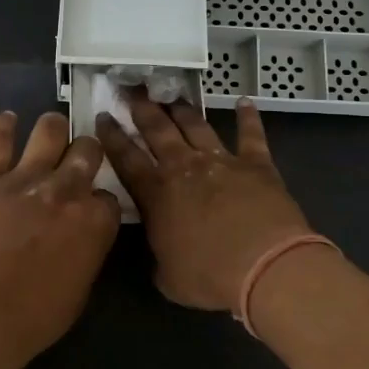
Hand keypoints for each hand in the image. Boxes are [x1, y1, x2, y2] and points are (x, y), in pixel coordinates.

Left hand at [0, 111, 120, 368]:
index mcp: (94, 220)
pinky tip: (7, 121)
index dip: (100, 203)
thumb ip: (88, 249)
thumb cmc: (33, 318)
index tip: (92, 211)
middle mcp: (65, 190)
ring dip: (54, 130)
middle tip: (77, 162)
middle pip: (87, 150)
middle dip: (86, 154)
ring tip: (50, 133)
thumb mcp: (80, 289)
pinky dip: (3, 126)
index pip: (109, 196)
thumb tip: (85, 234)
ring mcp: (24, 179)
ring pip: (49, 130)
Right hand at [96, 92, 313, 312]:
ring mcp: (221, 161)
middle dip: (142, 108)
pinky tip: (245, 102)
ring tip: (172, 96)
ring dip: (183, 109)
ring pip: (196, 125)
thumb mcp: (169, 277)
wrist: (265, 265)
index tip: (103, 115)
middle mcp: (184, 167)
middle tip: (132, 90)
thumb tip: (161, 254)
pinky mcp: (256, 164)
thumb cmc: (210, 276)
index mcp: (156, 193)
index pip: (126, 158)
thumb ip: (159, 258)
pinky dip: (248, 117)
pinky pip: (251, 134)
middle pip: (158, 130)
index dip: (112, 136)